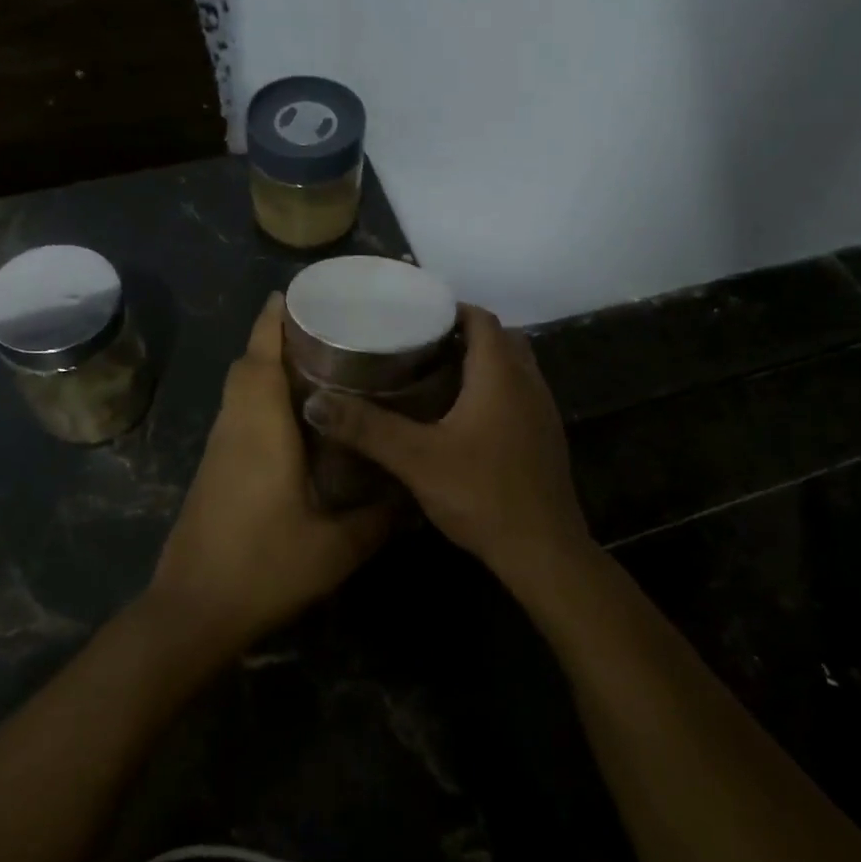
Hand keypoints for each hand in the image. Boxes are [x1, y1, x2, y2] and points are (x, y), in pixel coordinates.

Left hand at [146, 294, 391, 655]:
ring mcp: (218, 450)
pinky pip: (237, 415)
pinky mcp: (213, 470)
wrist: (192, 611)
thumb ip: (377, 520)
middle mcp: (234, 428)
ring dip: (264, 368)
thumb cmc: (263, 568)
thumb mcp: (335, 549)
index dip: (272, 321)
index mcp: (260, 430)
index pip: (259, 358)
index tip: (293, 294)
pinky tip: (295, 421)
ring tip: (316, 366)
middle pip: (245, 366)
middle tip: (321, 331)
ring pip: (237, 391)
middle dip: (273, 338)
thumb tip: (411, 499)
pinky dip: (259, 398)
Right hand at [303, 305, 588, 576]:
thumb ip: (367, 428)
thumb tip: (315, 402)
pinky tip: (462, 416)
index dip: (451, 309)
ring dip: (481, 362)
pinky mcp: (545, 437)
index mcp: (501, 374)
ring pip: (513, 367)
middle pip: (500, 339)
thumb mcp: (416, 459)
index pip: (481, 319)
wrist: (543, 552)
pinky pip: (519, 394)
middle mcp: (528, 382)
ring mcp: (543, 410)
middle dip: (463, 334)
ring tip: (435, 375)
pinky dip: (494, 389)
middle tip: (420, 345)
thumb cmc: (482, 494)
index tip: (415, 315)